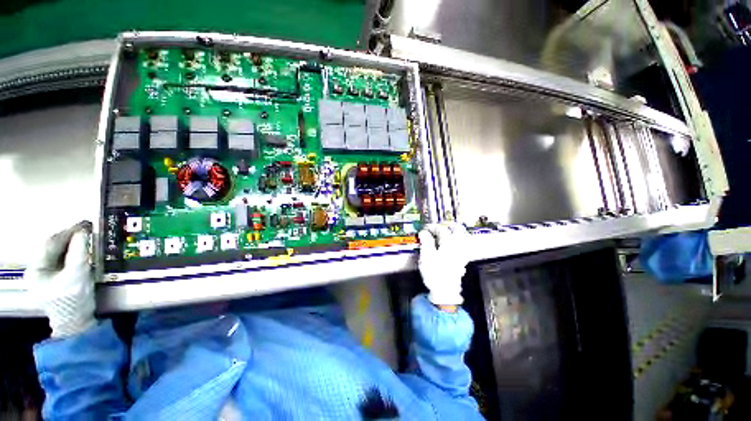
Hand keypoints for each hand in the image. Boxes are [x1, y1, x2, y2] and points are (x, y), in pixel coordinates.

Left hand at [25, 221, 95, 337]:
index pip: (51, 245)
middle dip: (70, 238)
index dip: (68, 233)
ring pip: (59, 254)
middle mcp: (37, 270)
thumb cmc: (73, 299)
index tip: (85, 225)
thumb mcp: (76, 275)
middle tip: (87, 229)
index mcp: (36, 270)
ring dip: (73, 245)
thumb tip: (83, 232)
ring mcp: (47, 276)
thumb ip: (78, 253)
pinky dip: (74, 253)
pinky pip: (64, 260)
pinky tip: (83, 249)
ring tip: (86, 237)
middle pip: (54, 249)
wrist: (77, 321)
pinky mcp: (57, 279)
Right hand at [418, 222, 469, 306]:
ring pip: (463, 236)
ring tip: (447, 230)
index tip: (425, 228)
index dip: (432, 227)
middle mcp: (458, 246)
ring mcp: (462, 252)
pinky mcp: (463, 259)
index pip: (441, 229)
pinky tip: (454, 241)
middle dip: (448, 225)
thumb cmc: (435, 273)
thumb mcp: (426, 256)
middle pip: (457, 229)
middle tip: (439, 225)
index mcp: (449, 244)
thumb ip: (426, 241)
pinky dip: (459, 239)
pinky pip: (464, 244)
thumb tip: (424, 232)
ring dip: (455, 230)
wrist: (445, 291)